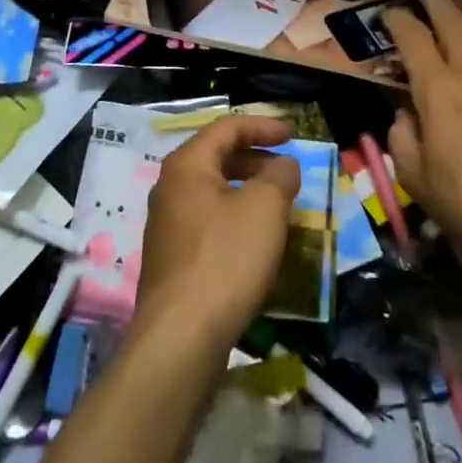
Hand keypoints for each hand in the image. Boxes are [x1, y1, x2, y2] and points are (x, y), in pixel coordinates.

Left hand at [134, 116, 299, 350]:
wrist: (181, 337)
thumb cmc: (225, 259)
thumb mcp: (265, 208)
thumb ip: (279, 176)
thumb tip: (283, 165)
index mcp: (187, 165)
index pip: (226, 127)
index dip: (262, 125)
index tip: (293, 133)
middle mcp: (170, 188)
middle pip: (217, 157)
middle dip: (256, 158)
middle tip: (287, 169)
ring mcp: (168, 225)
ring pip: (214, 192)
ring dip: (248, 190)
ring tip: (279, 205)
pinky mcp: (173, 258)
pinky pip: (209, 221)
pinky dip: (236, 218)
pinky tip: (257, 241)